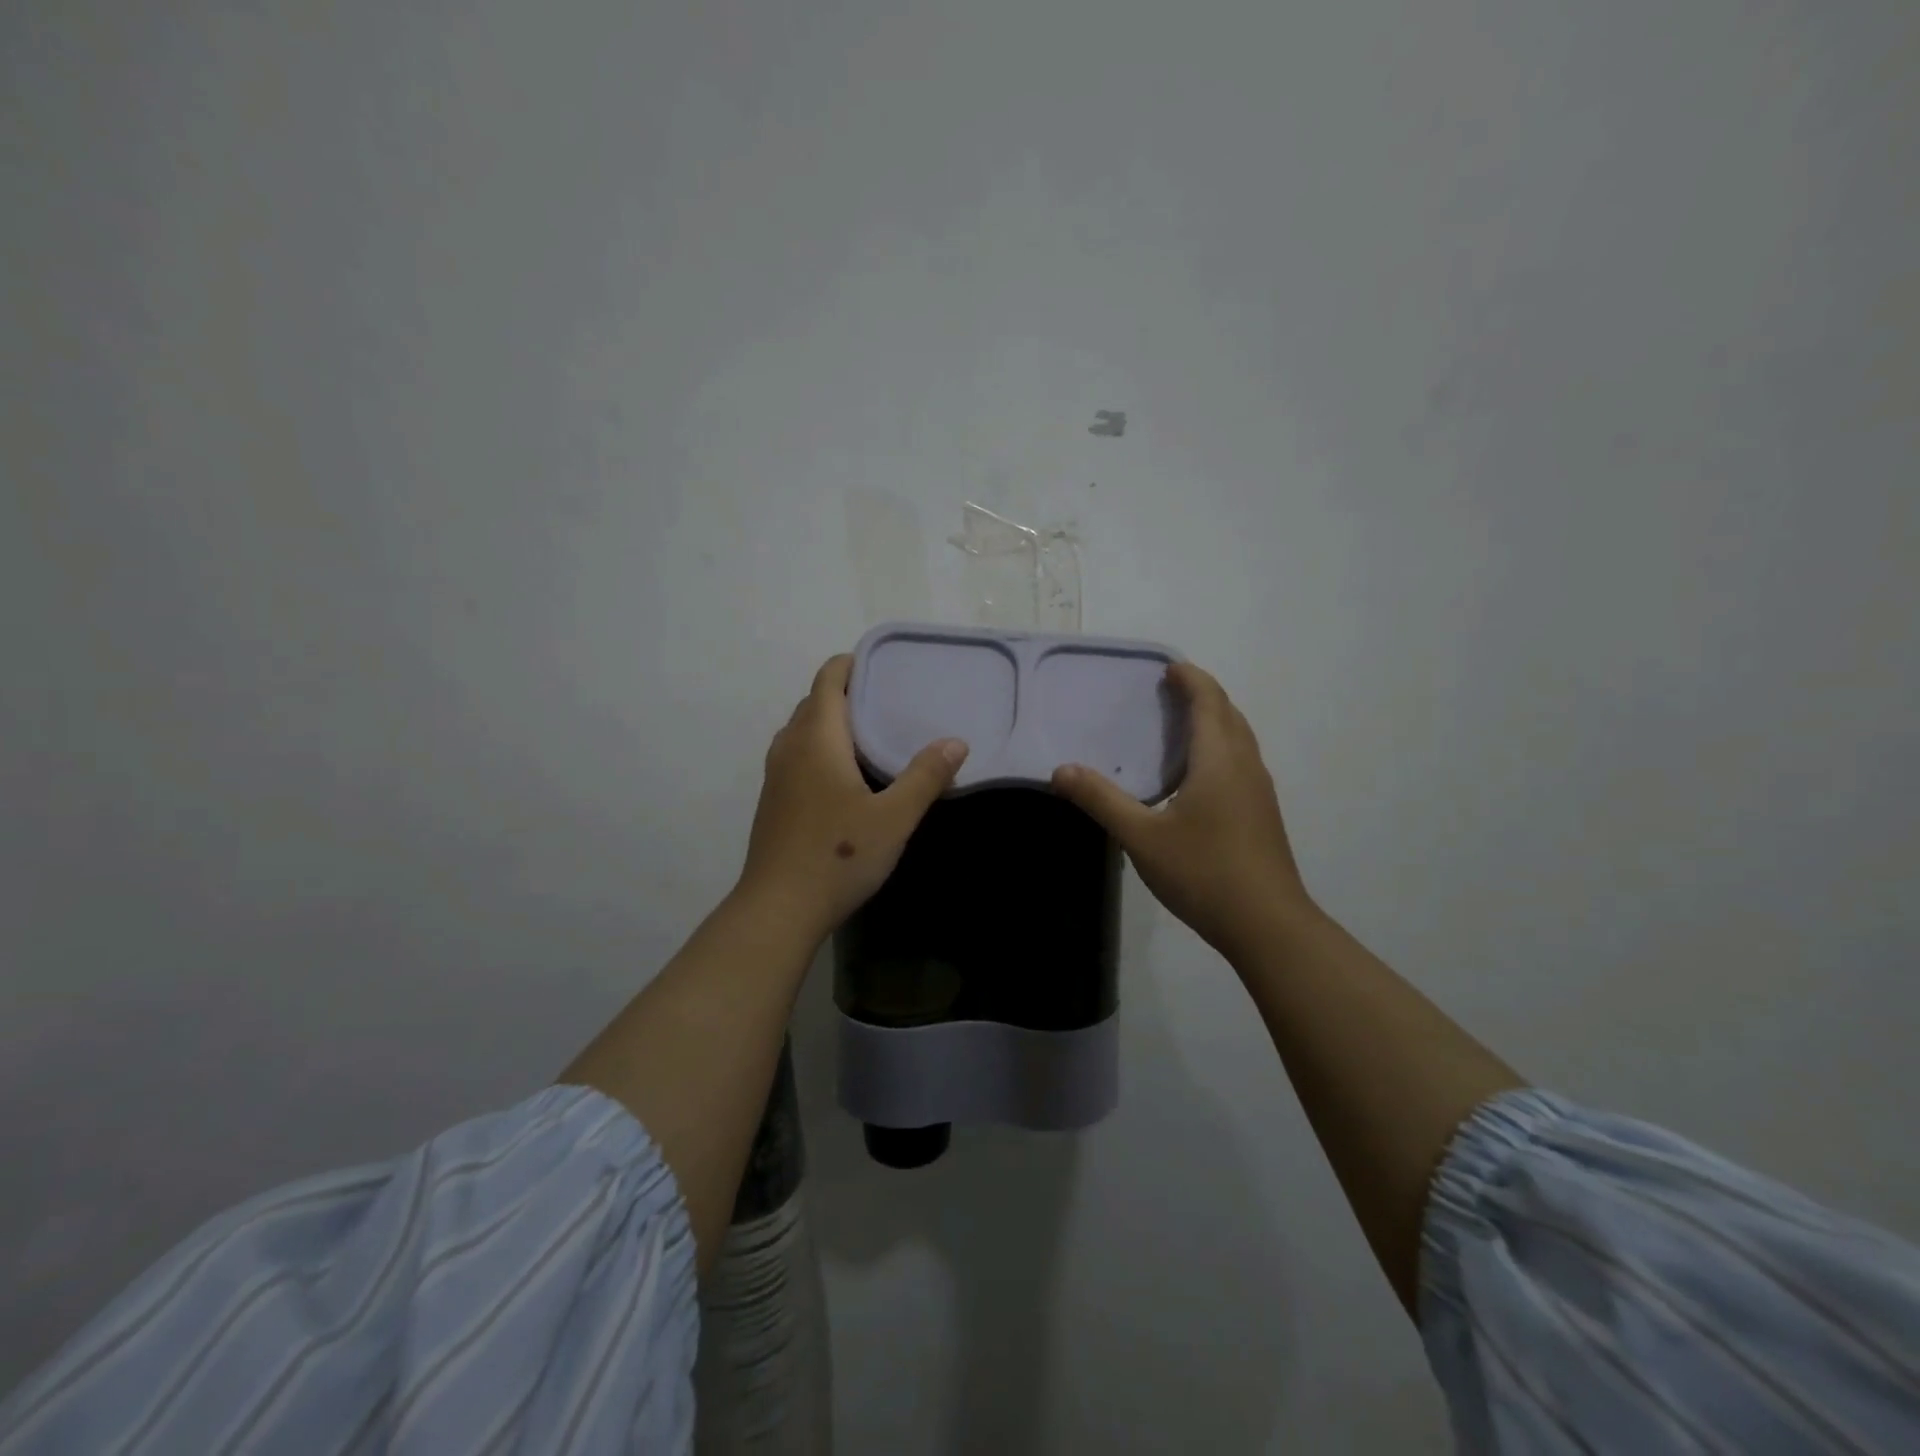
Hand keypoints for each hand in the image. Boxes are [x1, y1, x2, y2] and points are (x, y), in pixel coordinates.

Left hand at [739, 654, 967, 940]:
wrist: (778, 908)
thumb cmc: (839, 855)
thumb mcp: (894, 817)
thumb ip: (925, 776)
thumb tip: (955, 741)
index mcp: (817, 739)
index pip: (827, 681)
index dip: (850, 664)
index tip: (881, 665)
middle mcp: (790, 748)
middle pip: (813, 703)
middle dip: (845, 693)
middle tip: (887, 700)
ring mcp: (776, 776)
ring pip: (802, 731)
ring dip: (831, 722)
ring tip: (870, 733)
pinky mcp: (773, 801)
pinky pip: (797, 756)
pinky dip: (820, 748)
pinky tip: (846, 776)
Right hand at [1051, 661, 1311, 958]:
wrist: (1268, 925)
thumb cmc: (1204, 872)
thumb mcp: (1142, 837)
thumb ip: (1102, 800)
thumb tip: (1060, 770)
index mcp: (1219, 760)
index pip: (1209, 701)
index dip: (1190, 679)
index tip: (1168, 667)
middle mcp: (1245, 766)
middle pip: (1229, 714)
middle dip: (1203, 694)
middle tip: (1169, 689)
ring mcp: (1259, 791)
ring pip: (1239, 738)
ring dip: (1215, 720)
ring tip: (1182, 724)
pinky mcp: (1262, 814)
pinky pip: (1241, 760)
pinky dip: (1221, 746)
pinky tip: (1199, 775)